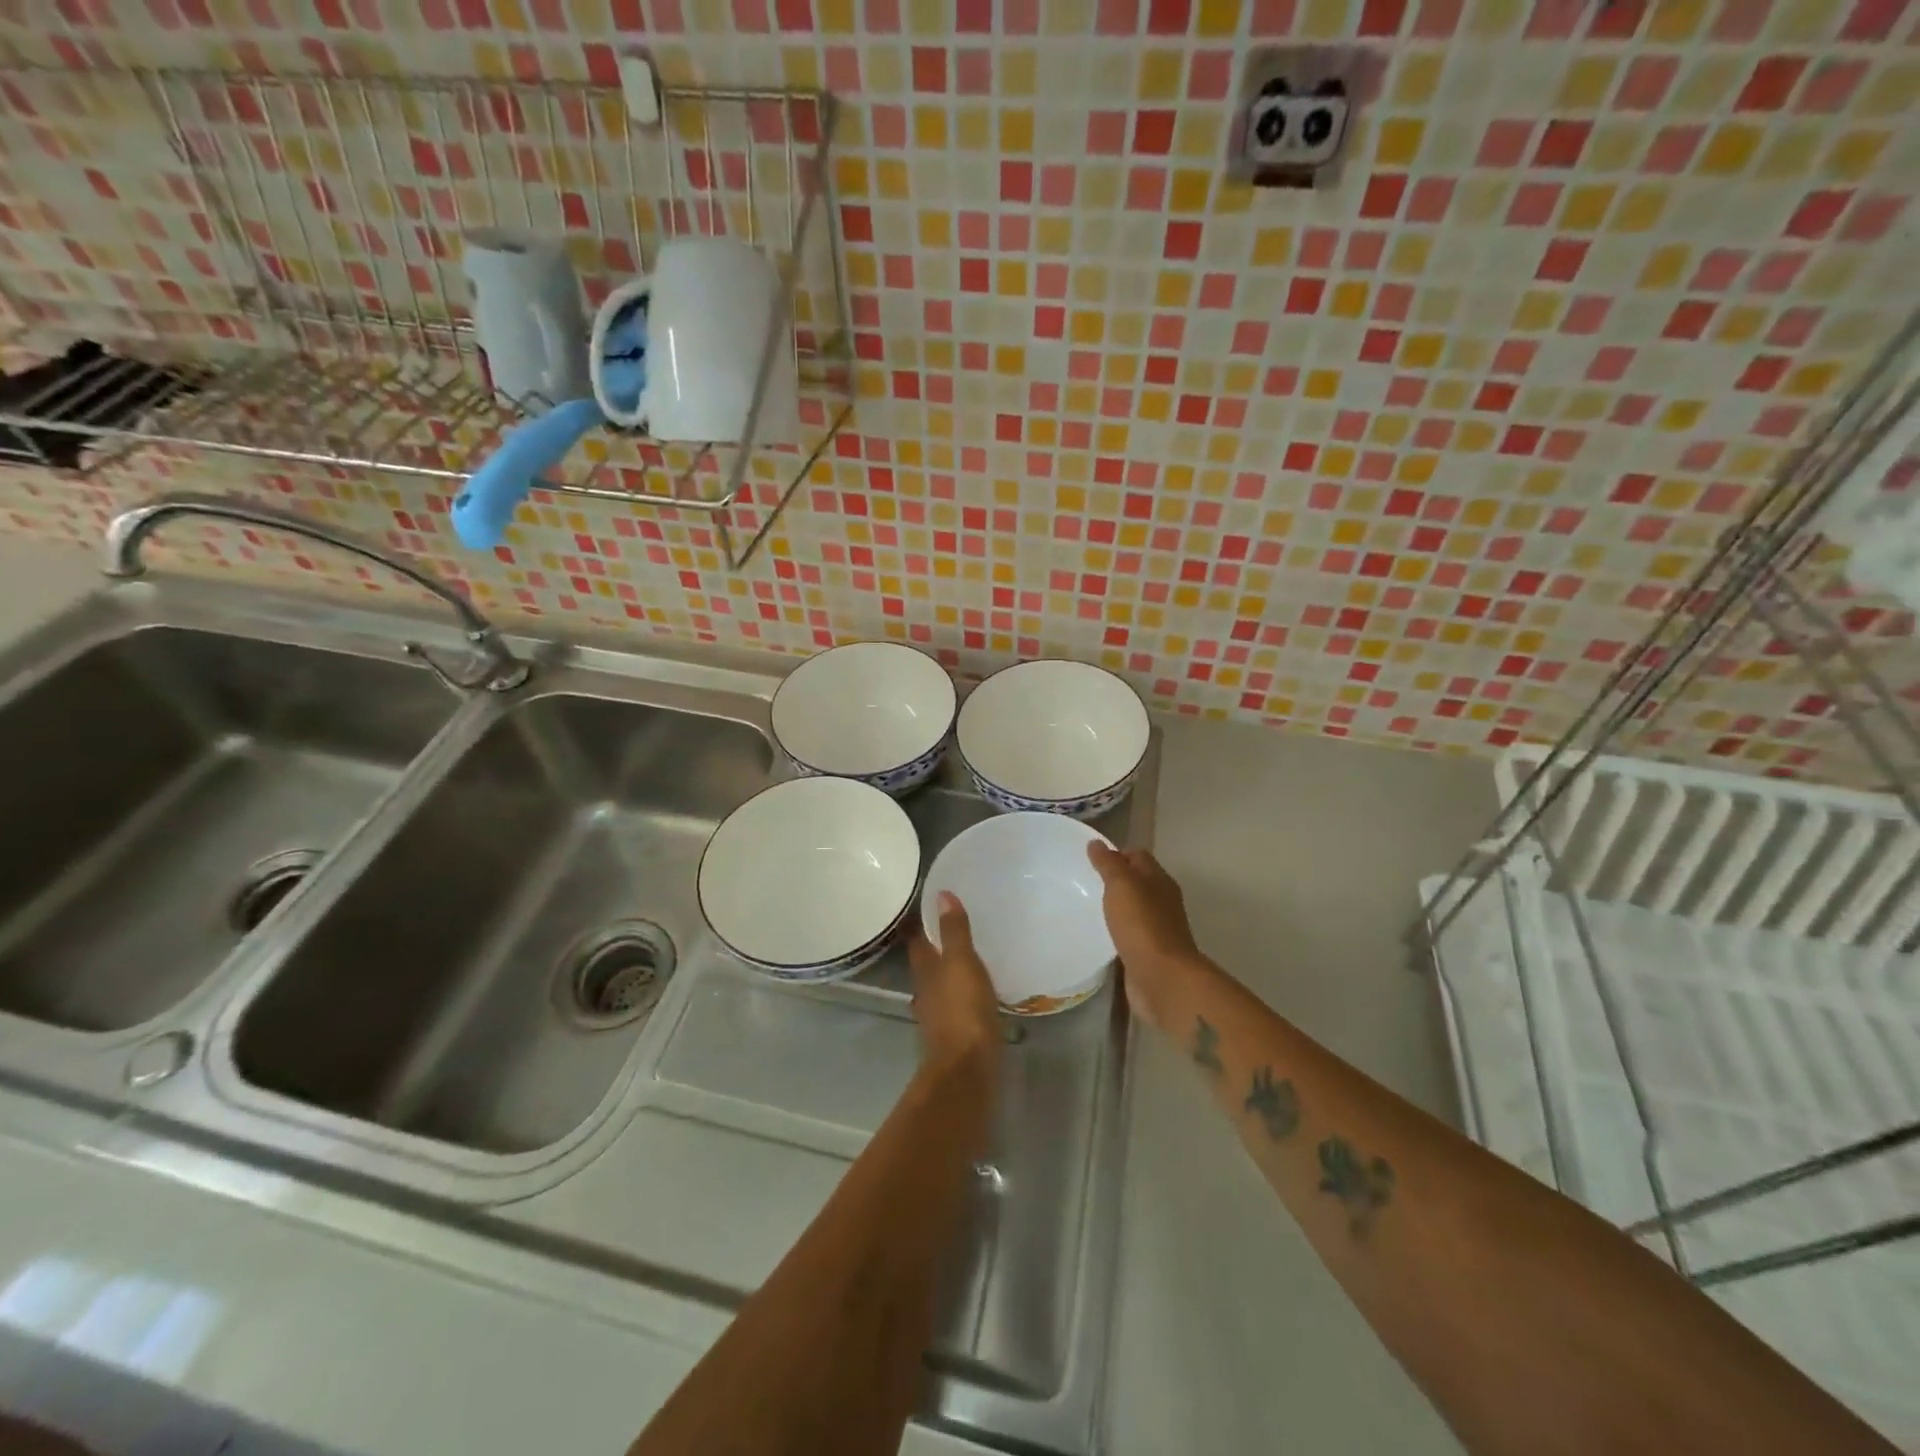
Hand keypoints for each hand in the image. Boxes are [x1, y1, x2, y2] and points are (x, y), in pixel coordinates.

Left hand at [908, 891, 1002, 1079]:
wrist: (968, 1070)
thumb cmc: (963, 1010)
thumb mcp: (961, 963)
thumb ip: (953, 931)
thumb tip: (941, 894)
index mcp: (924, 970)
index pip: (916, 938)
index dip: (920, 921)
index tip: (931, 903)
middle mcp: (926, 990)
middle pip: (927, 962)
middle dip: (936, 944)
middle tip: (954, 924)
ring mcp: (939, 1014)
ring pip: (941, 983)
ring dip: (950, 970)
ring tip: (970, 954)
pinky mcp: (956, 1033)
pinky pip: (958, 1003)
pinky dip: (964, 992)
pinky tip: (979, 989)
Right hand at [1087, 843, 1203, 1030]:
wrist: (1162, 978)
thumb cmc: (1142, 925)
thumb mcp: (1121, 885)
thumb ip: (1108, 864)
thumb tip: (1097, 843)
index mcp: (1159, 880)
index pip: (1137, 856)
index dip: (1116, 853)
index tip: (1089, 859)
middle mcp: (1162, 901)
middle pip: (1137, 882)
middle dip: (1114, 880)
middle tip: (1083, 882)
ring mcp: (1157, 928)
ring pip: (1134, 908)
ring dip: (1116, 906)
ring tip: (1086, 906)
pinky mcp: (1149, 952)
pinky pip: (1130, 933)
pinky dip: (1117, 930)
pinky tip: (1099, 934)